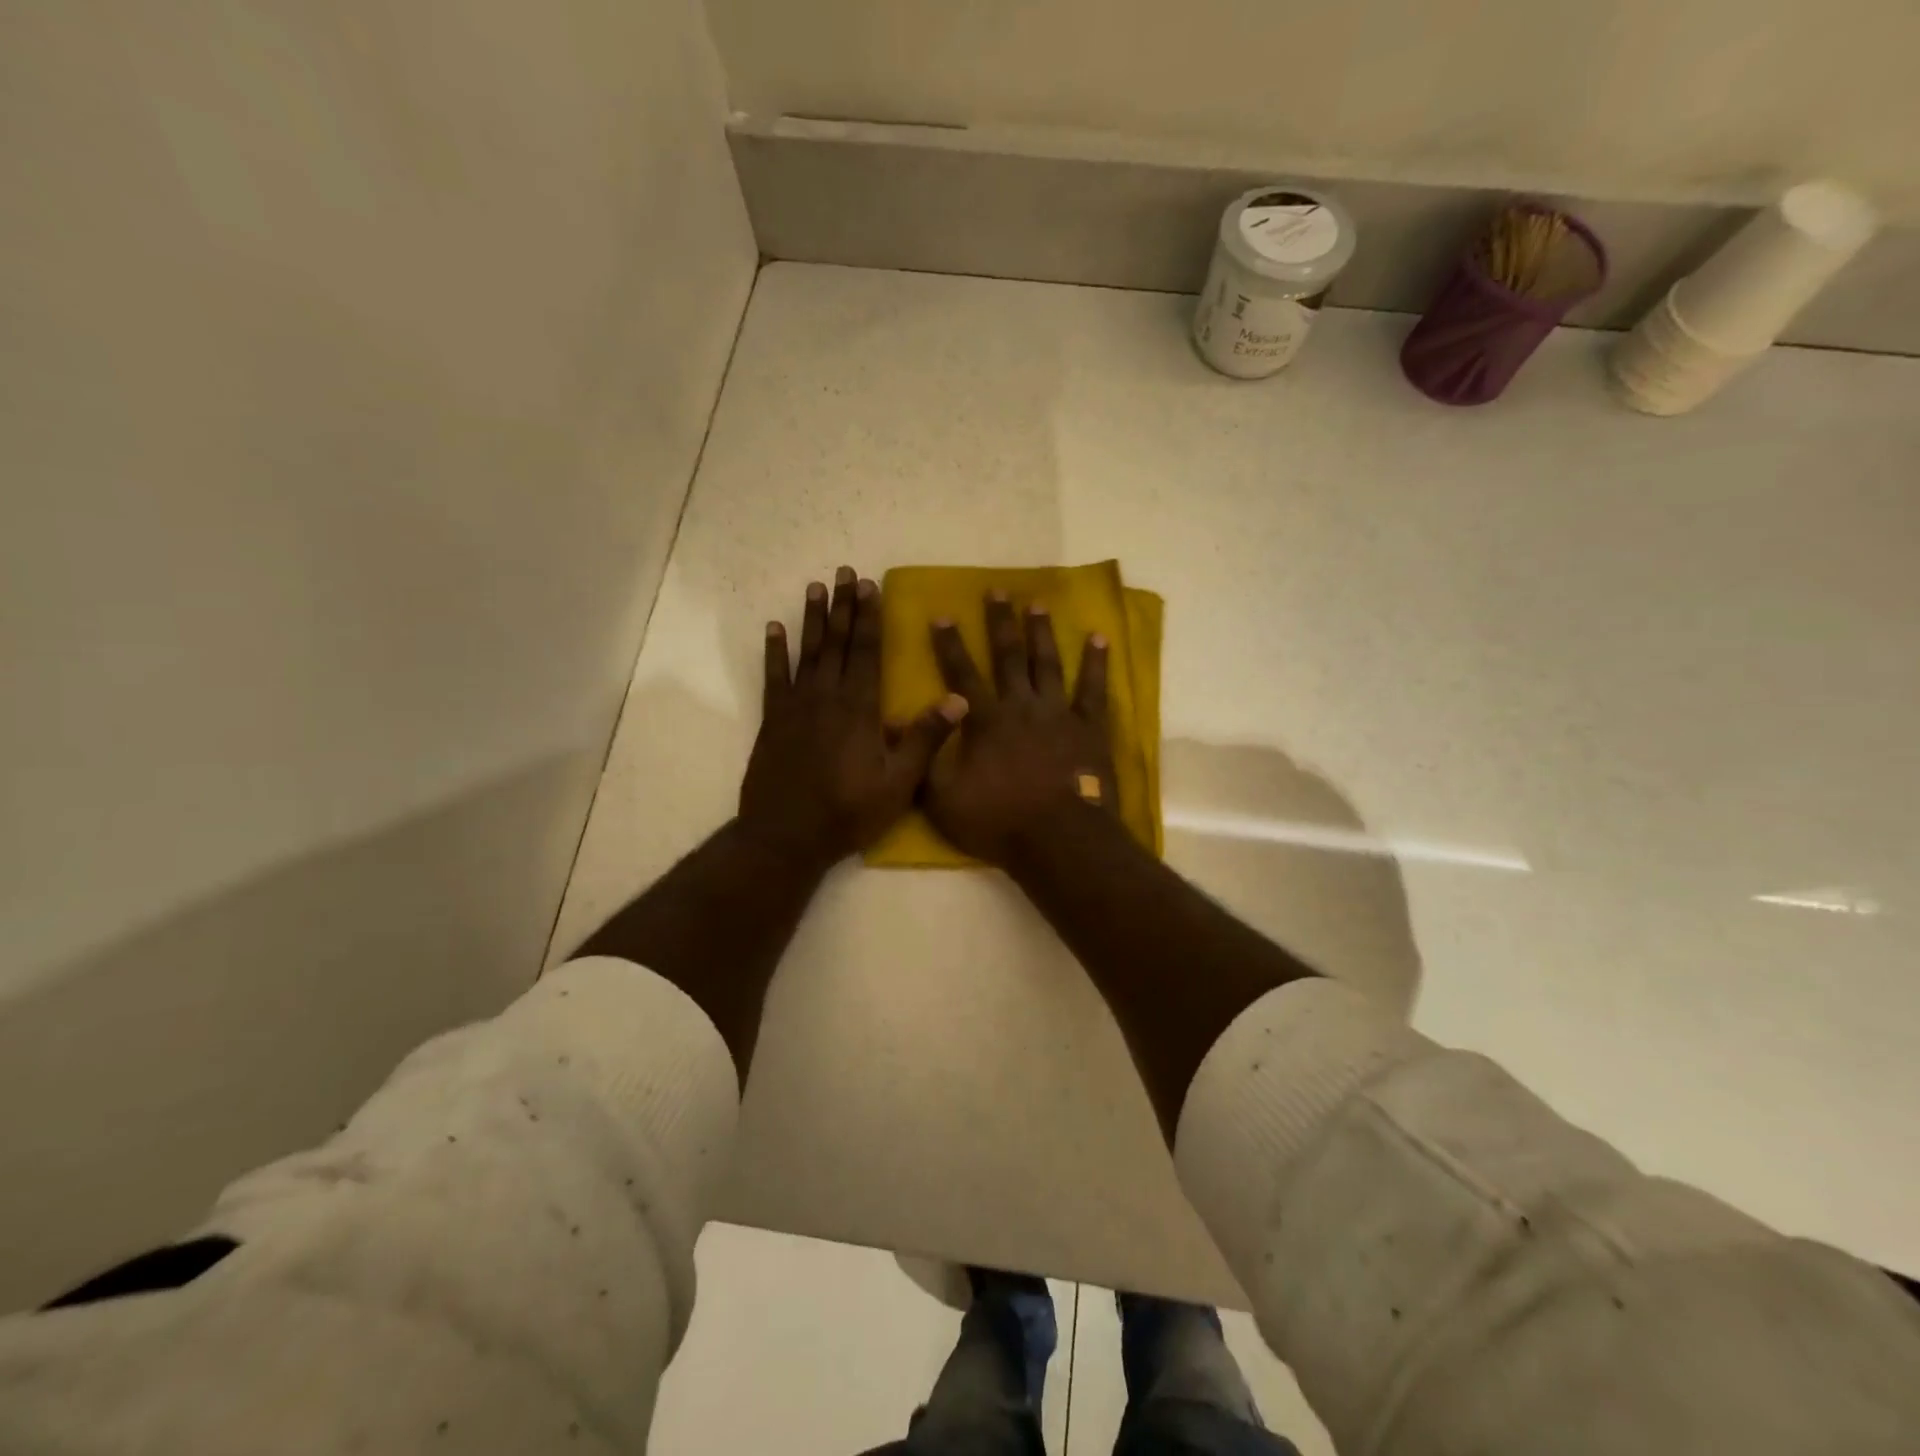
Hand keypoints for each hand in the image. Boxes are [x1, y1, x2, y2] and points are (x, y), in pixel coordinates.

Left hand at [740, 567, 967, 868]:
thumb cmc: (848, 812)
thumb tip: (959, 699)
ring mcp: (796, 706)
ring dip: (812, 618)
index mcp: (860, 709)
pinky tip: (773, 628)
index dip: (871, 617)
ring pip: (807, 652)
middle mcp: (828, 697)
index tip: (871, 586)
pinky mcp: (772, 720)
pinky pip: (773, 676)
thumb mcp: (898, 784)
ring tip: (815, 587)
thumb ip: (925, 739)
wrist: (786, 836)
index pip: (868, 652)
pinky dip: (773, 651)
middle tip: (845, 572)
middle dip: (844, 606)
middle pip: (838, 642)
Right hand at [922, 592, 1116, 864]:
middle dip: (999, 622)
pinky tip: (1100, 638)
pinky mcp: (1090, 728)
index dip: (949, 645)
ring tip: (1037, 604)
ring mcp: (1059, 714)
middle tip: (996, 590)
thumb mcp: (943, 801)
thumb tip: (897, 724)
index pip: (961, 674)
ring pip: (1048, 663)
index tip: (941, 615)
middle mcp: (1021, 706)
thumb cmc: (998, 822)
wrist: (1059, 841)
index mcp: (985, 721)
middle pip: (1008, 656)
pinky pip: (1094, 689)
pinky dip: (1097, 663)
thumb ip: (923, 760)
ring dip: (1042, 632)